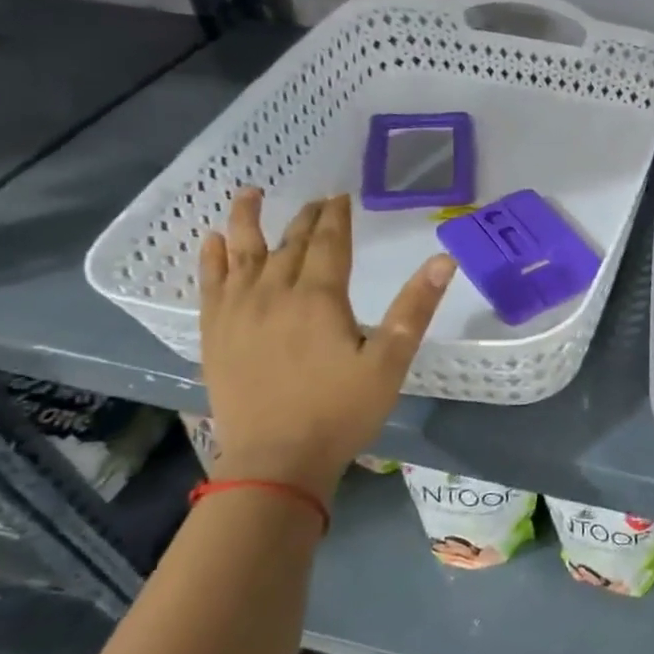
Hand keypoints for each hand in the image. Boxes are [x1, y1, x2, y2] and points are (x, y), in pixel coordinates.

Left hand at [199, 188, 455, 497]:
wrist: (276, 460)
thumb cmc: (341, 411)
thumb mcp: (390, 361)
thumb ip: (415, 308)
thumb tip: (444, 260)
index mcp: (319, 298)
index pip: (328, 243)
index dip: (336, 217)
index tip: (341, 196)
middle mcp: (274, 294)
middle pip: (289, 244)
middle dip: (305, 218)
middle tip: (316, 199)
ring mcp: (238, 312)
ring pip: (242, 254)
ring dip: (247, 220)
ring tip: (250, 192)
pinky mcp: (215, 334)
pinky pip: (210, 284)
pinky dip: (211, 259)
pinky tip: (212, 242)